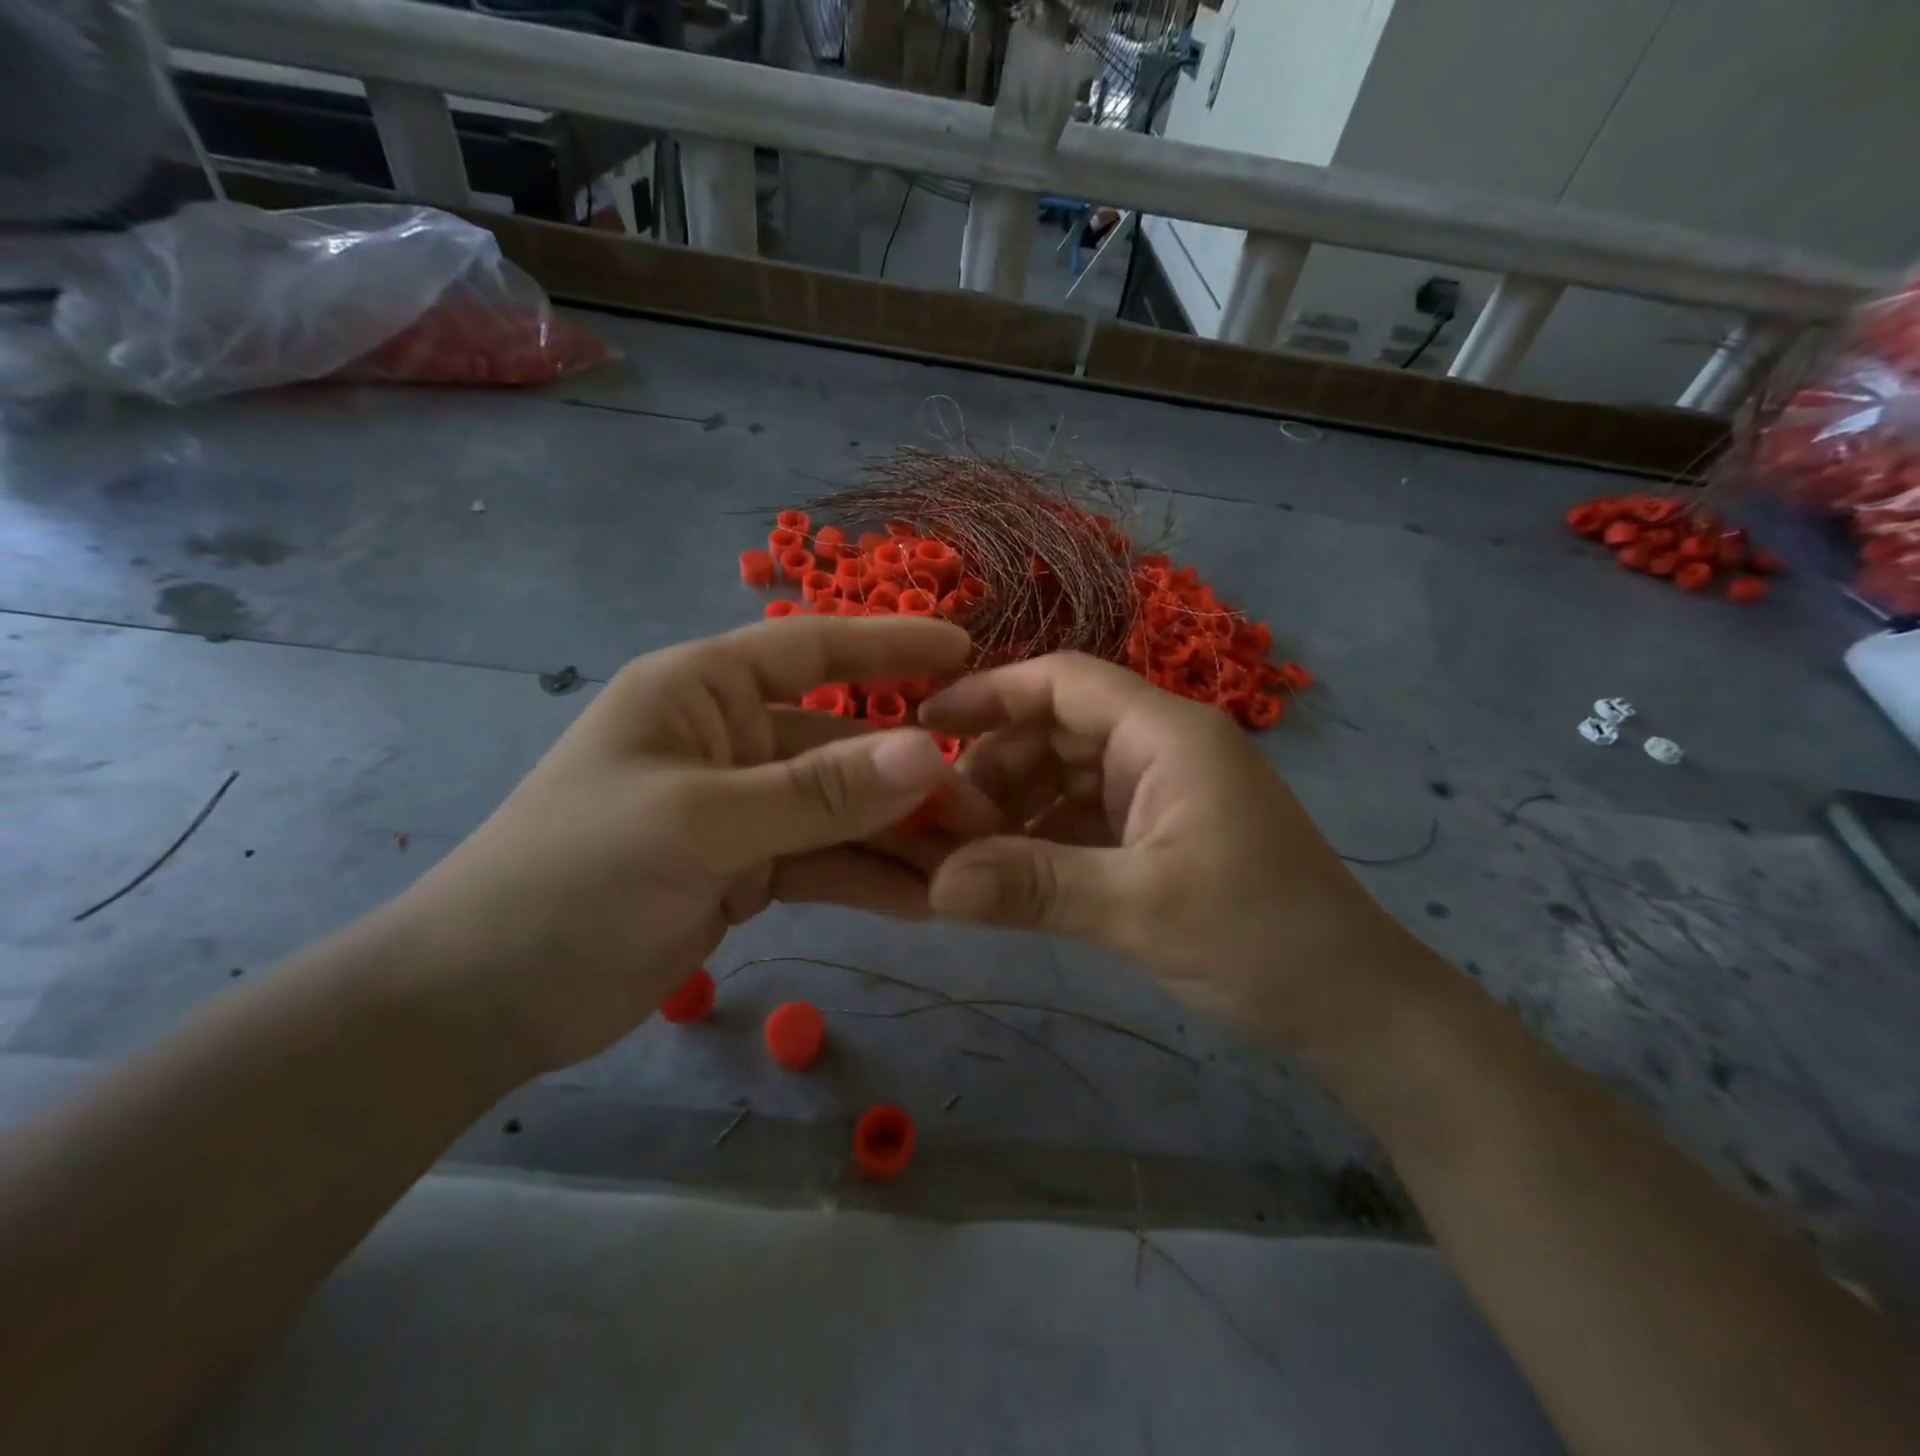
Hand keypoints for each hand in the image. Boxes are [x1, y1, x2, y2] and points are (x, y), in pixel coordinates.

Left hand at [388, 617, 982, 1077]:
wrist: (486, 999)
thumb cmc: (573, 878)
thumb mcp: (700, 825)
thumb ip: (818, 792)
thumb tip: (929, 754)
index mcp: (701, 692)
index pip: (811, 651)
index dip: (890, 647)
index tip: (966, 651)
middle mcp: (727, 738)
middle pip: (840, 745)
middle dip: (910, 779)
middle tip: (986, 811)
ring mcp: (740, 808)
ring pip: (840, 812)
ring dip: (898, 839)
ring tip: (967, 868)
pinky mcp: (744, 869)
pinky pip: (822, 863)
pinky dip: (866, 880)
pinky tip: (920, 903)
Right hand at [920, 653, 1438, 1054]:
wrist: (1354, 1006)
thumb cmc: (1261, 938)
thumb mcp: (1140, 908)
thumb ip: (1034, 887)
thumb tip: (935, 884)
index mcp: (1167, 734)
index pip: (1064, 682)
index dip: (990, 693)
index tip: (924, 722)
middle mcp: (1161, 748)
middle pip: (1056, 728)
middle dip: (995, 765)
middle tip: (940, 818)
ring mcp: (1160, 791)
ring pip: (1064, 775)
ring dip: (1014, 806)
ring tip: (964, 852)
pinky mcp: (1159, 833)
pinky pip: (1083, 816)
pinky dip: (1042, 836)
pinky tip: (1007, 872)